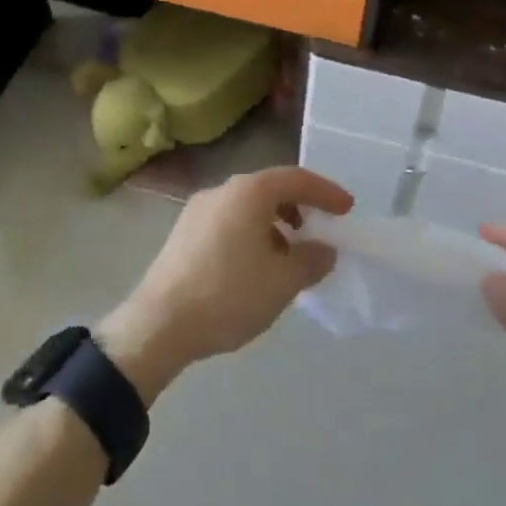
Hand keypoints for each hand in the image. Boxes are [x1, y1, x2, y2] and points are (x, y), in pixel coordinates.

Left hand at [99, 168, 352, 401]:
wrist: (158, 326)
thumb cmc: (228, 294)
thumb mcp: (283, 281)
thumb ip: (311, 260)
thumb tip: (323, 249)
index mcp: (249, 192)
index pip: (297, 179)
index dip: (327, 192)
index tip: (347, 209)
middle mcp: (222, 190)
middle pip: (270, 189)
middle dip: (299, 208)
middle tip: (319, 231)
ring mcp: (198, 210)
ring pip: (247, 208)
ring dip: (274, 225)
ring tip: (288, 256)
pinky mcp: (182, 234)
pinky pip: (228, 223)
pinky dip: (251, 235)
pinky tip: (255, 268)